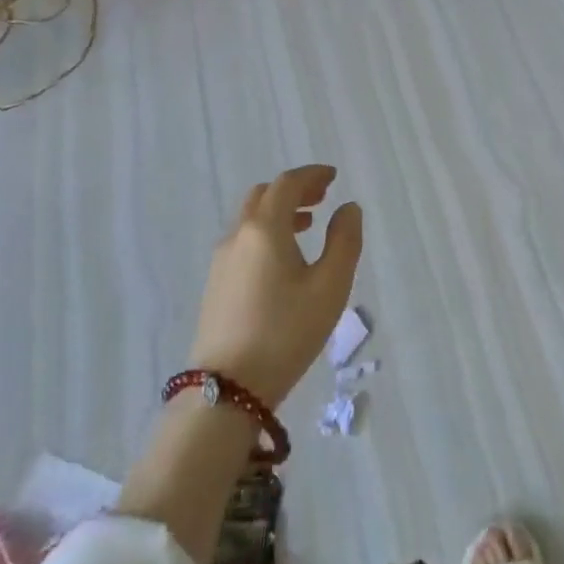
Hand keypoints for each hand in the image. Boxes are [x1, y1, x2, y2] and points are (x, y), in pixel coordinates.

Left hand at [189, 165, 363, 407]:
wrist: (228, 387)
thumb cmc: (287, 332)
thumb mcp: (330, 286)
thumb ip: (344, 241)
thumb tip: (348, 208)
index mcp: (265, 229)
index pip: (287, 184)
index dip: (312, 176)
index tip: (333, 177)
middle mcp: (238, 236)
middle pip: (264, 196)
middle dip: (294, 190)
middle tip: (322, 197)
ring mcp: (221, 260)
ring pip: (250, 219)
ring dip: (279, 211)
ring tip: (307, 225)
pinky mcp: (215, 284)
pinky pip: (243, 240)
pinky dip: (266, 232)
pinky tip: (283, 257)